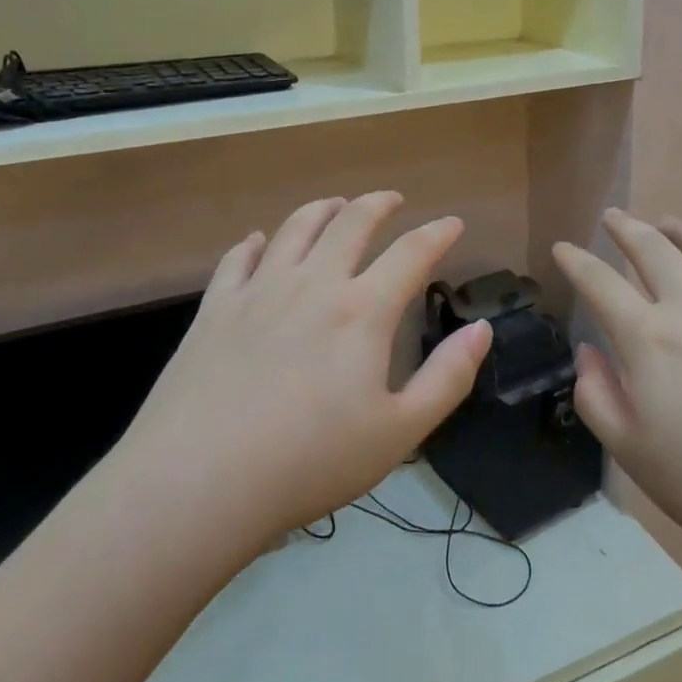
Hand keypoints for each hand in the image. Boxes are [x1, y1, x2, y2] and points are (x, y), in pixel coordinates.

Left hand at [121, 194, 491, 551]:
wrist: (199, 481)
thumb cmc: (310, 461)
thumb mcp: (399, 432)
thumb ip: (447, 378)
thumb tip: (482, 329)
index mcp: (362, 310)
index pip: (411, 253)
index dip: (437, 234)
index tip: (452, 223)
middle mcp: (314, 283)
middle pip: (352, 223)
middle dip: (378, 205)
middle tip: (392, 200)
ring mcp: (260, 289)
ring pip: (296, 227)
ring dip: (323, 209)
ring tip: (335, 205)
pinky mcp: (216, 306)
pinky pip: (239, 257)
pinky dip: (257, 242)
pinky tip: (260, 241)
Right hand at [553, 211, 681, 569]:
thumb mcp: (632, 452)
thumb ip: (597, 397)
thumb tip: (589, 353)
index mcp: (648, 338)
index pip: (600, 284)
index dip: (577, 262)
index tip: (563, 248)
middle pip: (653, 250)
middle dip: (627, 229)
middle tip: (613, 216)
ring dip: (681, 230)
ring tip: (668, 222)